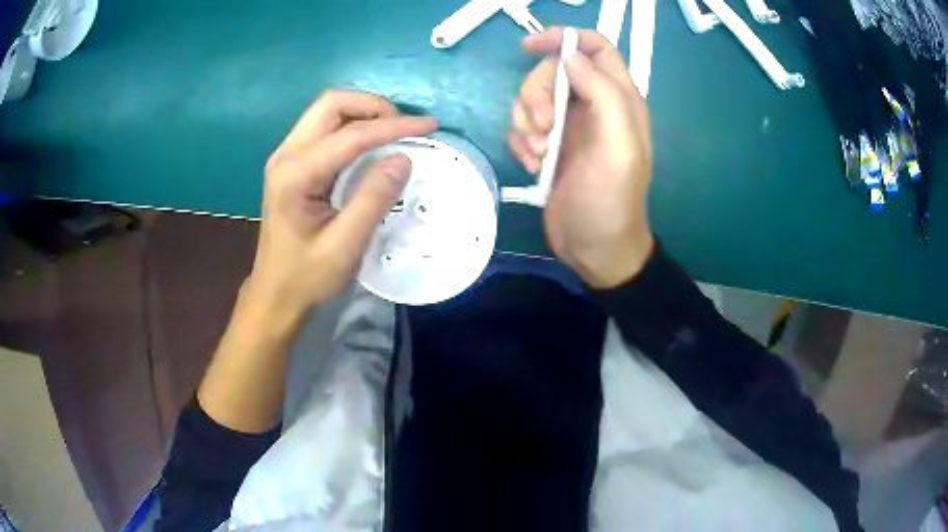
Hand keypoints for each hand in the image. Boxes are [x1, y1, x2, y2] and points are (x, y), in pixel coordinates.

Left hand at [246, 90, 437, 317]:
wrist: (275, 293)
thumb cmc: (307, 276)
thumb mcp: (345, 245)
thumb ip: (373, 198)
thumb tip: (404, 157)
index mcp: (296, 174)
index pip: (351, 135)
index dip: (394, 126)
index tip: (429, 126)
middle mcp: (286, 155)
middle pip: (332, 104)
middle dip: (373, 107)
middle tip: (405, 127)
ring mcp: (286, 156)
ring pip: (327, 112)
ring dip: (363, 114)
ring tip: (394, 132)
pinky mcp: (291, 163)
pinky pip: (324, 128)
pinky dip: (353, 127)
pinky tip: (371, 144)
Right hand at [509, 28, 654, 288]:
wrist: (595, 248)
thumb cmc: (610, 200)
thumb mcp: (617, 146)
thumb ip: (603, 94)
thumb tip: (571, 57)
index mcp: (619, 99)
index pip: (594, 48)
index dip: (564, 39)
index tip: (530, 48)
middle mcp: (594, 106)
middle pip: (553, 72)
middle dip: (537, 95)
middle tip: (543, 129)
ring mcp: (570, 126)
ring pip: (533, 98)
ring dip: (526, 122)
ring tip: (538, 153)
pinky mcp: (549, 146)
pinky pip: (523, 125)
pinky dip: (522, 141)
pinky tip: (533, 165)